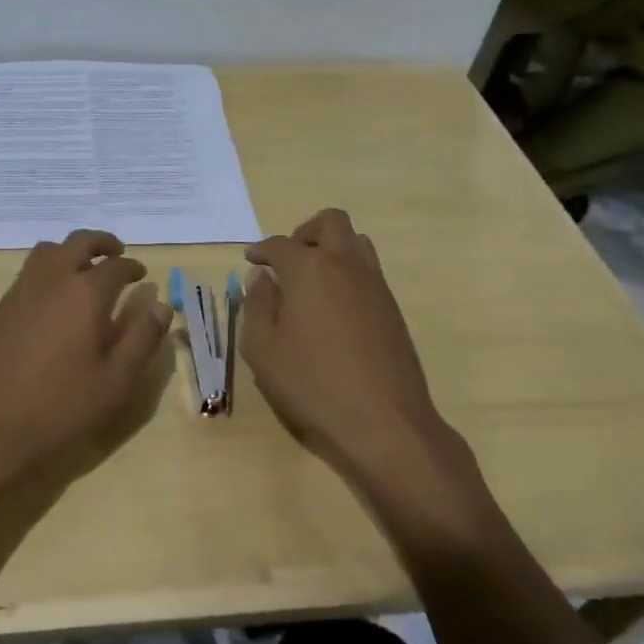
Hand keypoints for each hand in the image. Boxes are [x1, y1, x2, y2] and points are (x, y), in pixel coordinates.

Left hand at [0, 230, 171, 491]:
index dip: (133, 267)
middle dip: (102, 243)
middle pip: (78, 242)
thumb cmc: (59, 409)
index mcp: (85, 294)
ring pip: (48, 251)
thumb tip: (161, 304)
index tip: (142, 276)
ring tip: (84, 271)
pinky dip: (48, 270)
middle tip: (117, 254)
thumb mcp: (115, 382)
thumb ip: (141, 338)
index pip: (116, 266)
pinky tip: (54, 300)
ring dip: (71, 251)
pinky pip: (28, 272)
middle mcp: (51, 281)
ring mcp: (20, 291)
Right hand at [239, 209, 460, 474]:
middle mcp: (344, 265)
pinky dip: (348, 274)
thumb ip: (257, 305)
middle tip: (288, 260)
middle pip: (330, 221)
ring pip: (356, 242)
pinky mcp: (392, 307)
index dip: (260, 250)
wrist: (385, 422)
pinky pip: (369, 271)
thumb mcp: (263, 349)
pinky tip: (333, 308)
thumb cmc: (312, 384)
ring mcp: (374, 284)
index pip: (279, 244)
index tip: (251, 260)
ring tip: (312, 281)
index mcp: (308, 270)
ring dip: (332, 249)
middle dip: (304, 232)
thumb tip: (261, 278)